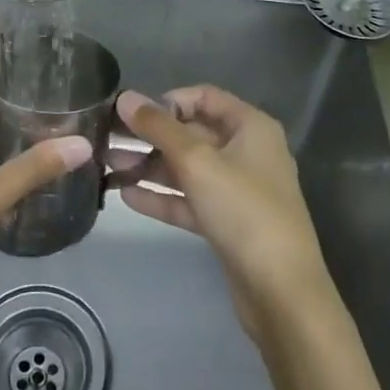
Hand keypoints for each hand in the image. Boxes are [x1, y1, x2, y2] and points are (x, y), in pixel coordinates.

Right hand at [114, 86, 334, 344]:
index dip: (169, 101)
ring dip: (150, 166)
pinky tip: (126, 196)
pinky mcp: (227, 223)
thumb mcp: (196, 161)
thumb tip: (125, 97)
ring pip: (187, 168)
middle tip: (108, 139)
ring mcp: (237, 190)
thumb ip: (158, 127)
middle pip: (192, 133)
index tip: (134, 114)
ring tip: (108, 166)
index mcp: (251, 127)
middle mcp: (247, 152)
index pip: (204, 98)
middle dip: (151, 136)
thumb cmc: (243, 210)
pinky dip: (162, 196)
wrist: (280, 291)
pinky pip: (189, 200)